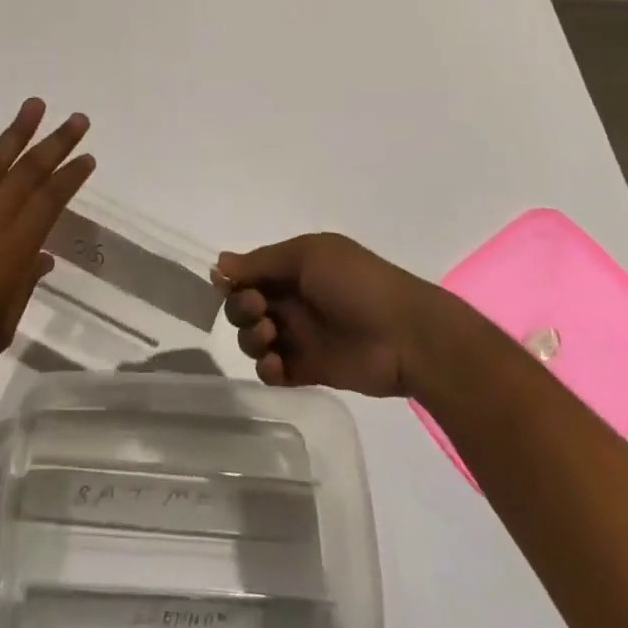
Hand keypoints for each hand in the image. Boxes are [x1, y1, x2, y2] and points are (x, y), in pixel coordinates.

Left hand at [0, 99, 93, 405]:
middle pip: (28, 173)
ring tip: (35, 105)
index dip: (70, 177)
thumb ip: (23, 285)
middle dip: (56, 143)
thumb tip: (41, 256)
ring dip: (16, 132)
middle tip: (78, 119)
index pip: (50, 202)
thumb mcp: (1, 327)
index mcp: (12, 252)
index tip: (87, 157)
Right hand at [218, 233, 438, 396]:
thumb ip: (262, 261)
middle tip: (260, 310)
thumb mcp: (309, 256)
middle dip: (241, 307)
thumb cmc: (357, 284)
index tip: (228, 285)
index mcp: (294, 267)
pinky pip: (273, 371)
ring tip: (269, 337)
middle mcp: (292, 299)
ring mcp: (300, 335)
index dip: (234, 280)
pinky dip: (266, 368)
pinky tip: (277, 364)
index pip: (249, 272)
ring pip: (254, 338)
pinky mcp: (309, 369)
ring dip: (251, 337)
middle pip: (244, 305)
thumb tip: (220, 263)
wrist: (407, 336)